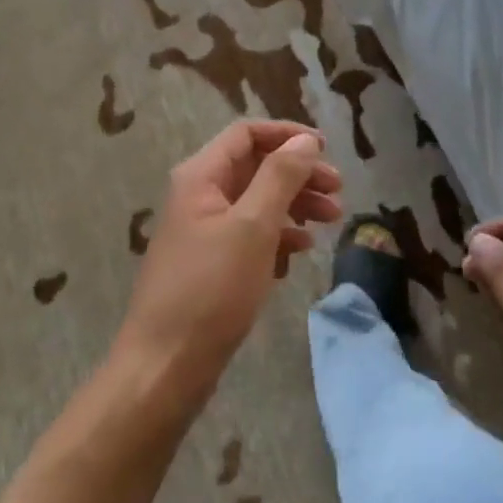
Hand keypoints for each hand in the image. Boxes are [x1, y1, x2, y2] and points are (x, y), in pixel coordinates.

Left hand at [113, 121, 342, 402]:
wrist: (164, 368)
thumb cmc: (211, 289)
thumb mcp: (253, 226)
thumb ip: (280, 176)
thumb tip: (305, 140)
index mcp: (201, 176)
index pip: (247, 133)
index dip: (287, 135)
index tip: (326, 150)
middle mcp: (199, 195)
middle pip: (255, 166)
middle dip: (299, 174)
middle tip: (338, 191)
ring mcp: (203, 231)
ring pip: (256, 201)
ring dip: (294, 205)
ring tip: (331, 222)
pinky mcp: (210, 264)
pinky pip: (249, 234)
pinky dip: (277, 236)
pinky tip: (298, 253)